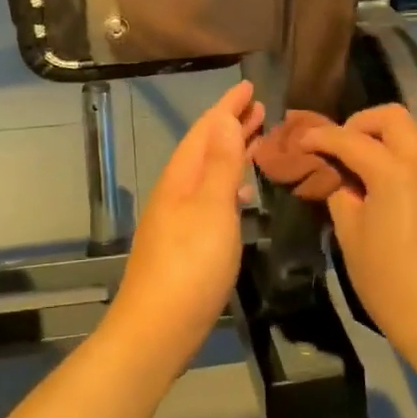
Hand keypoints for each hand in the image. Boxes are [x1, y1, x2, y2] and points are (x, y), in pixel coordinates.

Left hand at [108, 80, 263, 366]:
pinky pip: (210, 196)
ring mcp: (178, 218)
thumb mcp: (211, 209)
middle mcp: (176, 191)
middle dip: (231, 125)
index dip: (227, 106)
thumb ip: (220, 164)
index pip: (206, 129)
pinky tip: (241, 194)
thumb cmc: (190, 265)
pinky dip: (228, 183)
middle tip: (259, 108)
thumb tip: (224, 118)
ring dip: (231, 152)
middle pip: (205, 148)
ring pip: (208, 171)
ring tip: (256, 139)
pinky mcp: (185, 242)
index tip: (249, 86)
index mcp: (181, 177)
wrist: (156, 331)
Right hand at [292, 105, 416, 359]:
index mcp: (395, 172)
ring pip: (409, 134)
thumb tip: (335, 174)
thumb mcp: (350, 234)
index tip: (300, 140)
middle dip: (359, 123)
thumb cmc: (387, 280)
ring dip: (380, 139)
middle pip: (392, 117)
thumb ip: (339, 191)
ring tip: (355, 166)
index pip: (350, 139)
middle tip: (338, 147)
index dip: (321, 136)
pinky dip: (396, 157)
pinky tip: (379, 184)